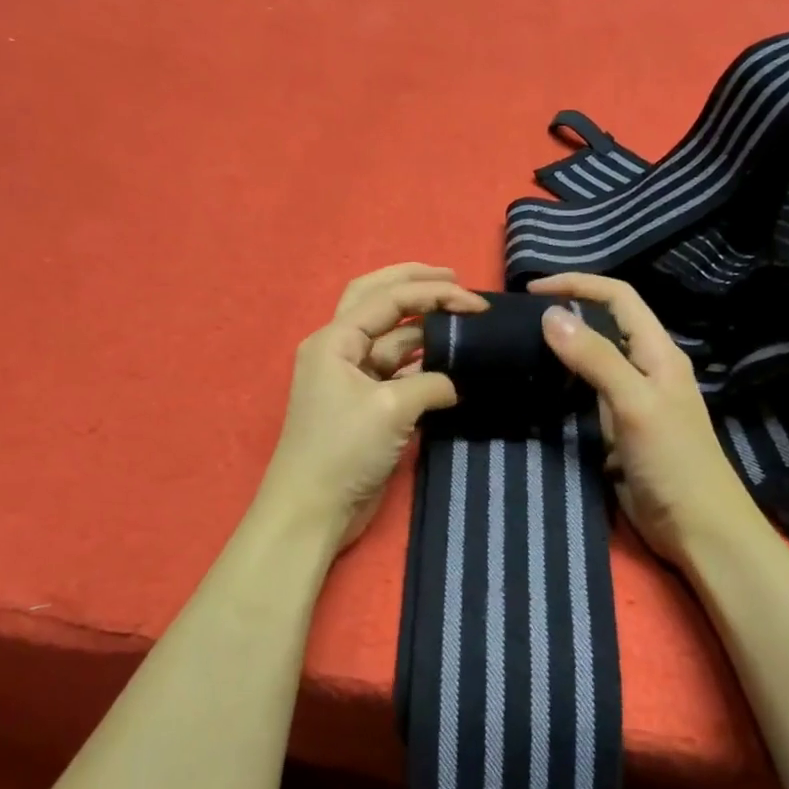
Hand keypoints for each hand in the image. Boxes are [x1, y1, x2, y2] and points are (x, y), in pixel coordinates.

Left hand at [261, 264, 489, 549]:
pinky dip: (421, 364)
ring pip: (390, 337)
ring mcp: (351, 378)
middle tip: (454, 280)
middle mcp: (339, 349)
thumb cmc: (344, 450)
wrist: (313, 509)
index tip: (476, 302)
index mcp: (335, 339)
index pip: (388, 298)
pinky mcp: (364, 405)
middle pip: (378, 300)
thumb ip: (431, 384)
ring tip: (460, 321)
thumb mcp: (392, 409)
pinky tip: (449, 364)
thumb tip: (453, 384)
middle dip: (415, 285)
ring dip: (422, 326)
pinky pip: (396, 371)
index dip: (433, 292)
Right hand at [530, 273, 759, 563]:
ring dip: (563, 350)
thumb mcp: (634, 403)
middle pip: (606, 325)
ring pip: (594, 361)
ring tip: (521, 349)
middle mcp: (646, 369)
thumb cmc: (673, 461)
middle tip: (520, 320)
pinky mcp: (619, 430)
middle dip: (568, 313)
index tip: (534, 289)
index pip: (618, 297)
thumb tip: (551, 315)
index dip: (579, 285)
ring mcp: (632, 401)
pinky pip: (587, 397)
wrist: (697, 528)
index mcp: (658, 352)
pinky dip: (563, 387)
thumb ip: (596, 358)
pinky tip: (540, 390)